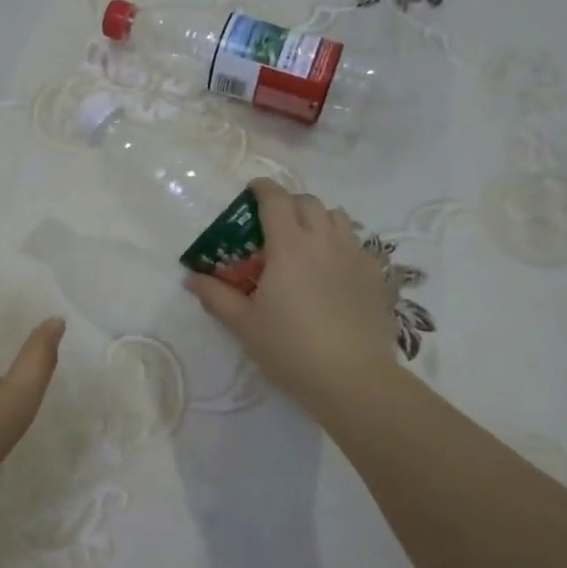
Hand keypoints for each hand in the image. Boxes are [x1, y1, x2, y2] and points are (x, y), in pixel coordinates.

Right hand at [185, 178, 399, 419]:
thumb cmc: (290, 348)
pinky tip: (332, 268)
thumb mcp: (244, 324)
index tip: (252, 190)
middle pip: (308, 202)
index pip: (276, 200)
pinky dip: (340, 242)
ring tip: (306, 241)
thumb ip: (216, 296)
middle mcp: (324, 241)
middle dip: (289, 203)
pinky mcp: (375, 275)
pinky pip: (356, 243)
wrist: (353, 378)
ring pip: (338, 217)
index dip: (262, 189)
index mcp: (289, 246)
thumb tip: (191, 277)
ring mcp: (354, 256)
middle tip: (273, 222)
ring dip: (318, 218)